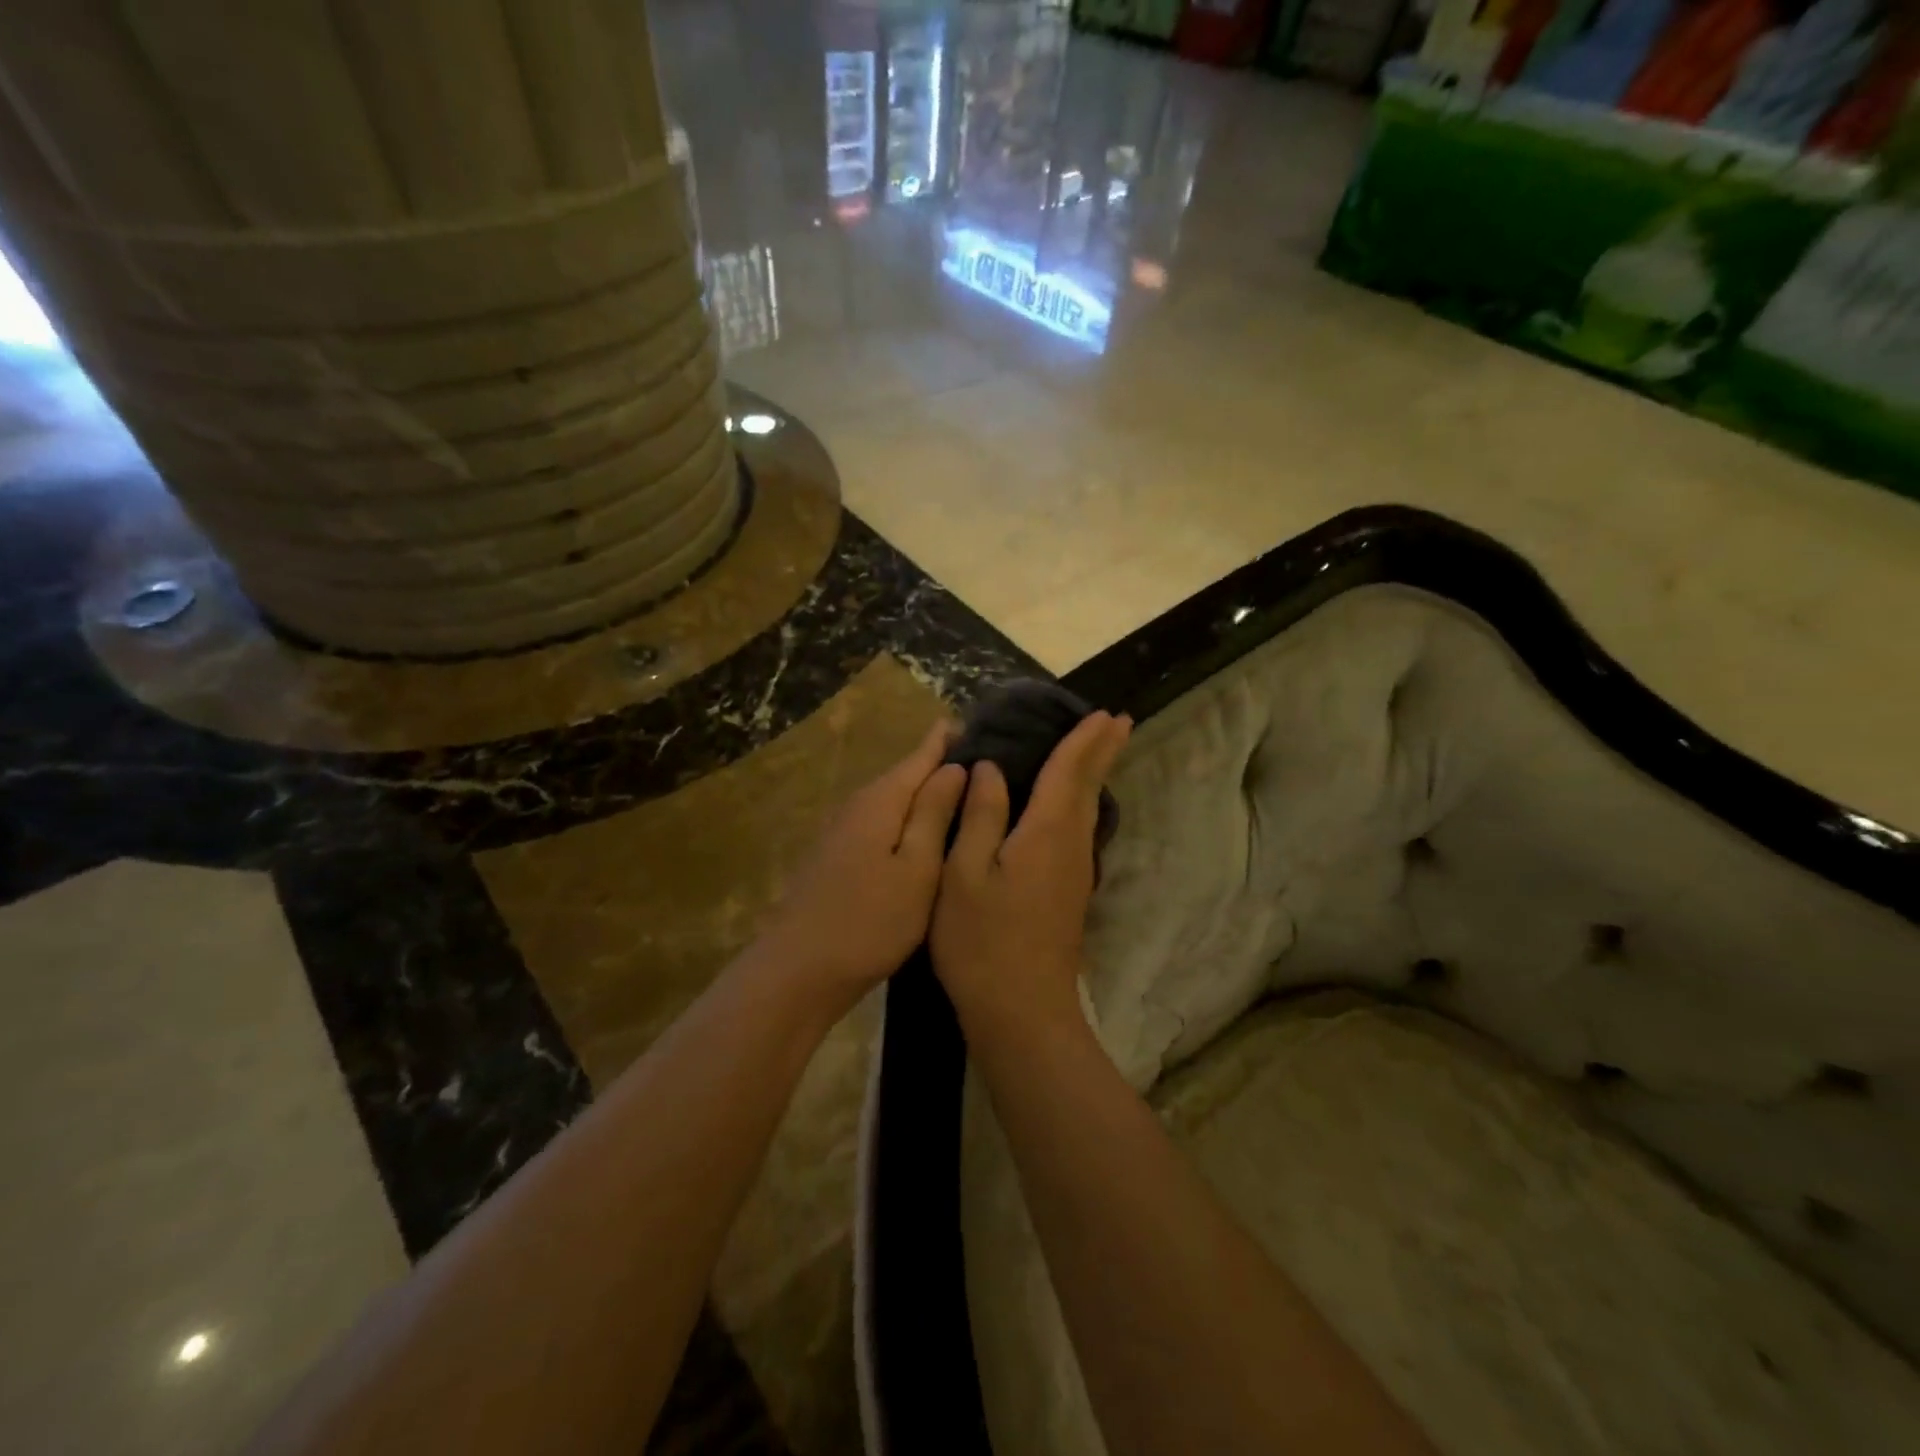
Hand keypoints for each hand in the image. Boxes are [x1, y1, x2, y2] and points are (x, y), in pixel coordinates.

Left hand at [756, 719, 967, 1018]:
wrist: (800, 969)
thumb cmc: (870, 920)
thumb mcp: (917, 868)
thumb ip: (935, 813)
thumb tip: (955, 766)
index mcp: (882, 800)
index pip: (923, 754)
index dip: (949, 739)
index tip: (982, 724)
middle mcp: (859, 804)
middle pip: (907, 774)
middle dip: (942, 764)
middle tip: (989, 761)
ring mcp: (844, 830)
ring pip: (895, 800)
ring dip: (927, 793)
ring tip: (967, 794)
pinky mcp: (838, 855)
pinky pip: (883, 822)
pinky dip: (908, 819)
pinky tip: (926, 833)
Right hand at [930, 711, 1131, 1037]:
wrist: (1022, 1012)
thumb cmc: (982, 940)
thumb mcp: (965, 873)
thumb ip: (981, 816)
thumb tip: (990, 769)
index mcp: (1047, 832)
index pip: (1070, 771)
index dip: (1084, 740)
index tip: (1104, 713)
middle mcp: (1071, 845)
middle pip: (1090, 787)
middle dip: (1104, 752)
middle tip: (1120, 721)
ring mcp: (1075, 872)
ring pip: (1089, 809)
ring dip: (1096, 775)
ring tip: (1100, 751)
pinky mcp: (1070, 892)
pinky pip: (1080, 829)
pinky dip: (1082, 802)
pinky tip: (1072, 806)